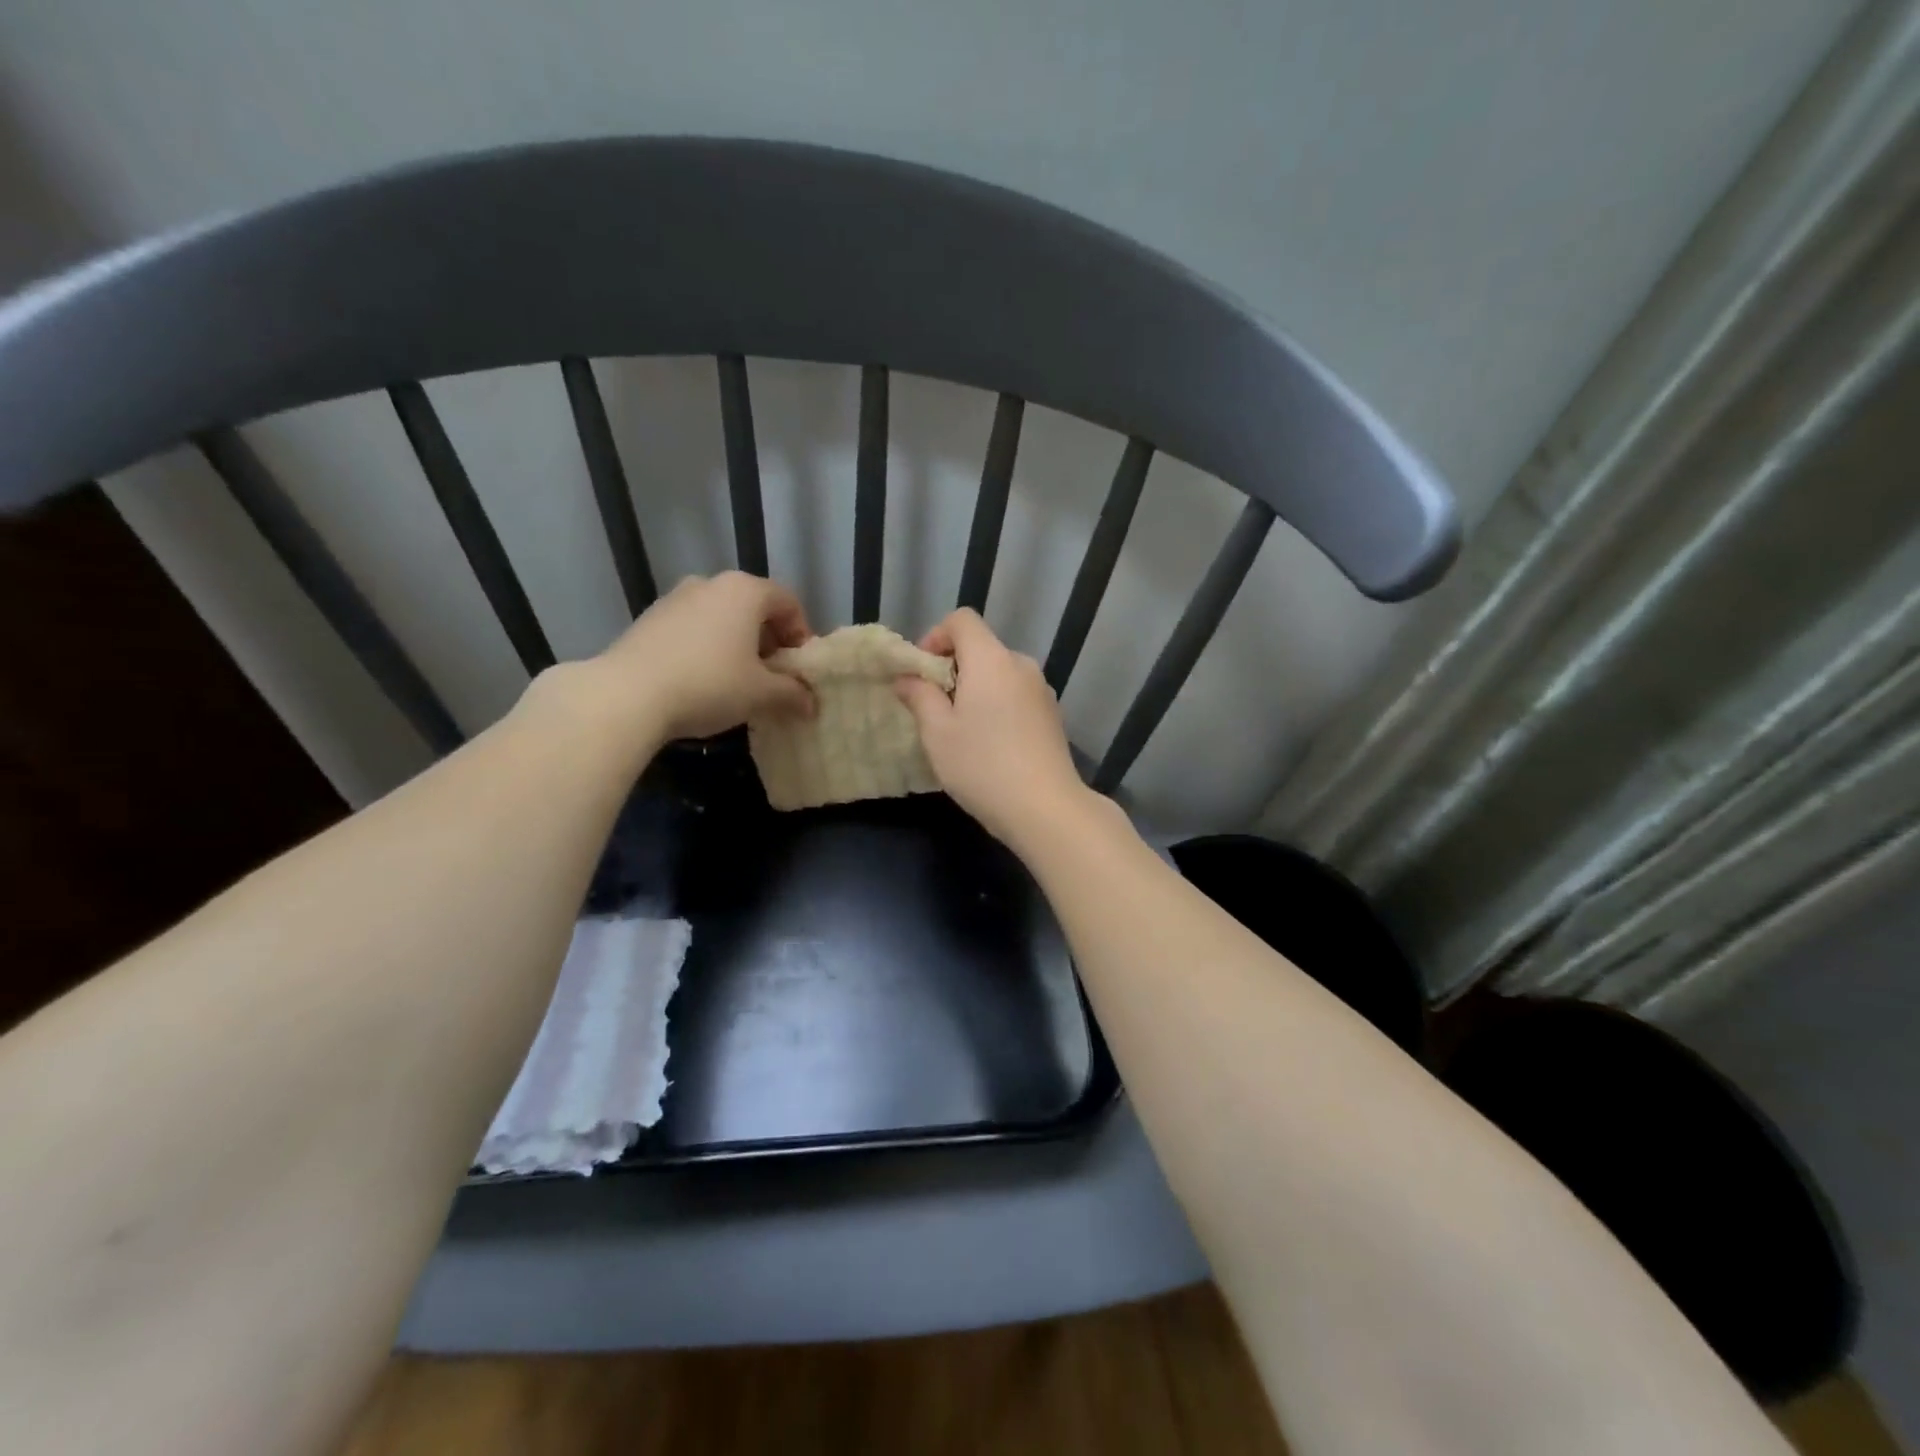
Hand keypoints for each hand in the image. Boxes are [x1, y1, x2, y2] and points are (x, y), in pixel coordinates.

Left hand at [592, 572, 814, 741]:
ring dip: (737, 645)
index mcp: (744, 591)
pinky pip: (692, 629)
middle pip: (753, 608)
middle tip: (772, 677)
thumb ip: (792, 694)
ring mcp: (674, 599)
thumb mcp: (761, 694)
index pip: (788, 602)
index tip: (799, 668)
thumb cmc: (709, 684)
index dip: (801, 635)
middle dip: (769, 641)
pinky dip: (707, 648)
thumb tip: (810, 704)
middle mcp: (710, 584)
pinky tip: (702, 682)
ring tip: (737, 682)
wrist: (627, 695)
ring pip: (721, 618)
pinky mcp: (648, 620)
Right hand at [895, 609, 1088, 845]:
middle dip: (953, 669)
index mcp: (991, 659)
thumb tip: (907, 678)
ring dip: (976, 690)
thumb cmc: (982, 765)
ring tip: (961, 730)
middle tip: (934, 708)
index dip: (936, 636)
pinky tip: (990, 745)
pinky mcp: (1052, 716)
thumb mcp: (937, 733)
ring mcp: (1042, 691)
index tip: (923, 672)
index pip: (962, 620)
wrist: (1045, 808)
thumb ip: (919, 697)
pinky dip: (997, 706)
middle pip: (982, 648)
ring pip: (1000, 674)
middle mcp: (1021, 665)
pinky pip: (1016, 696)